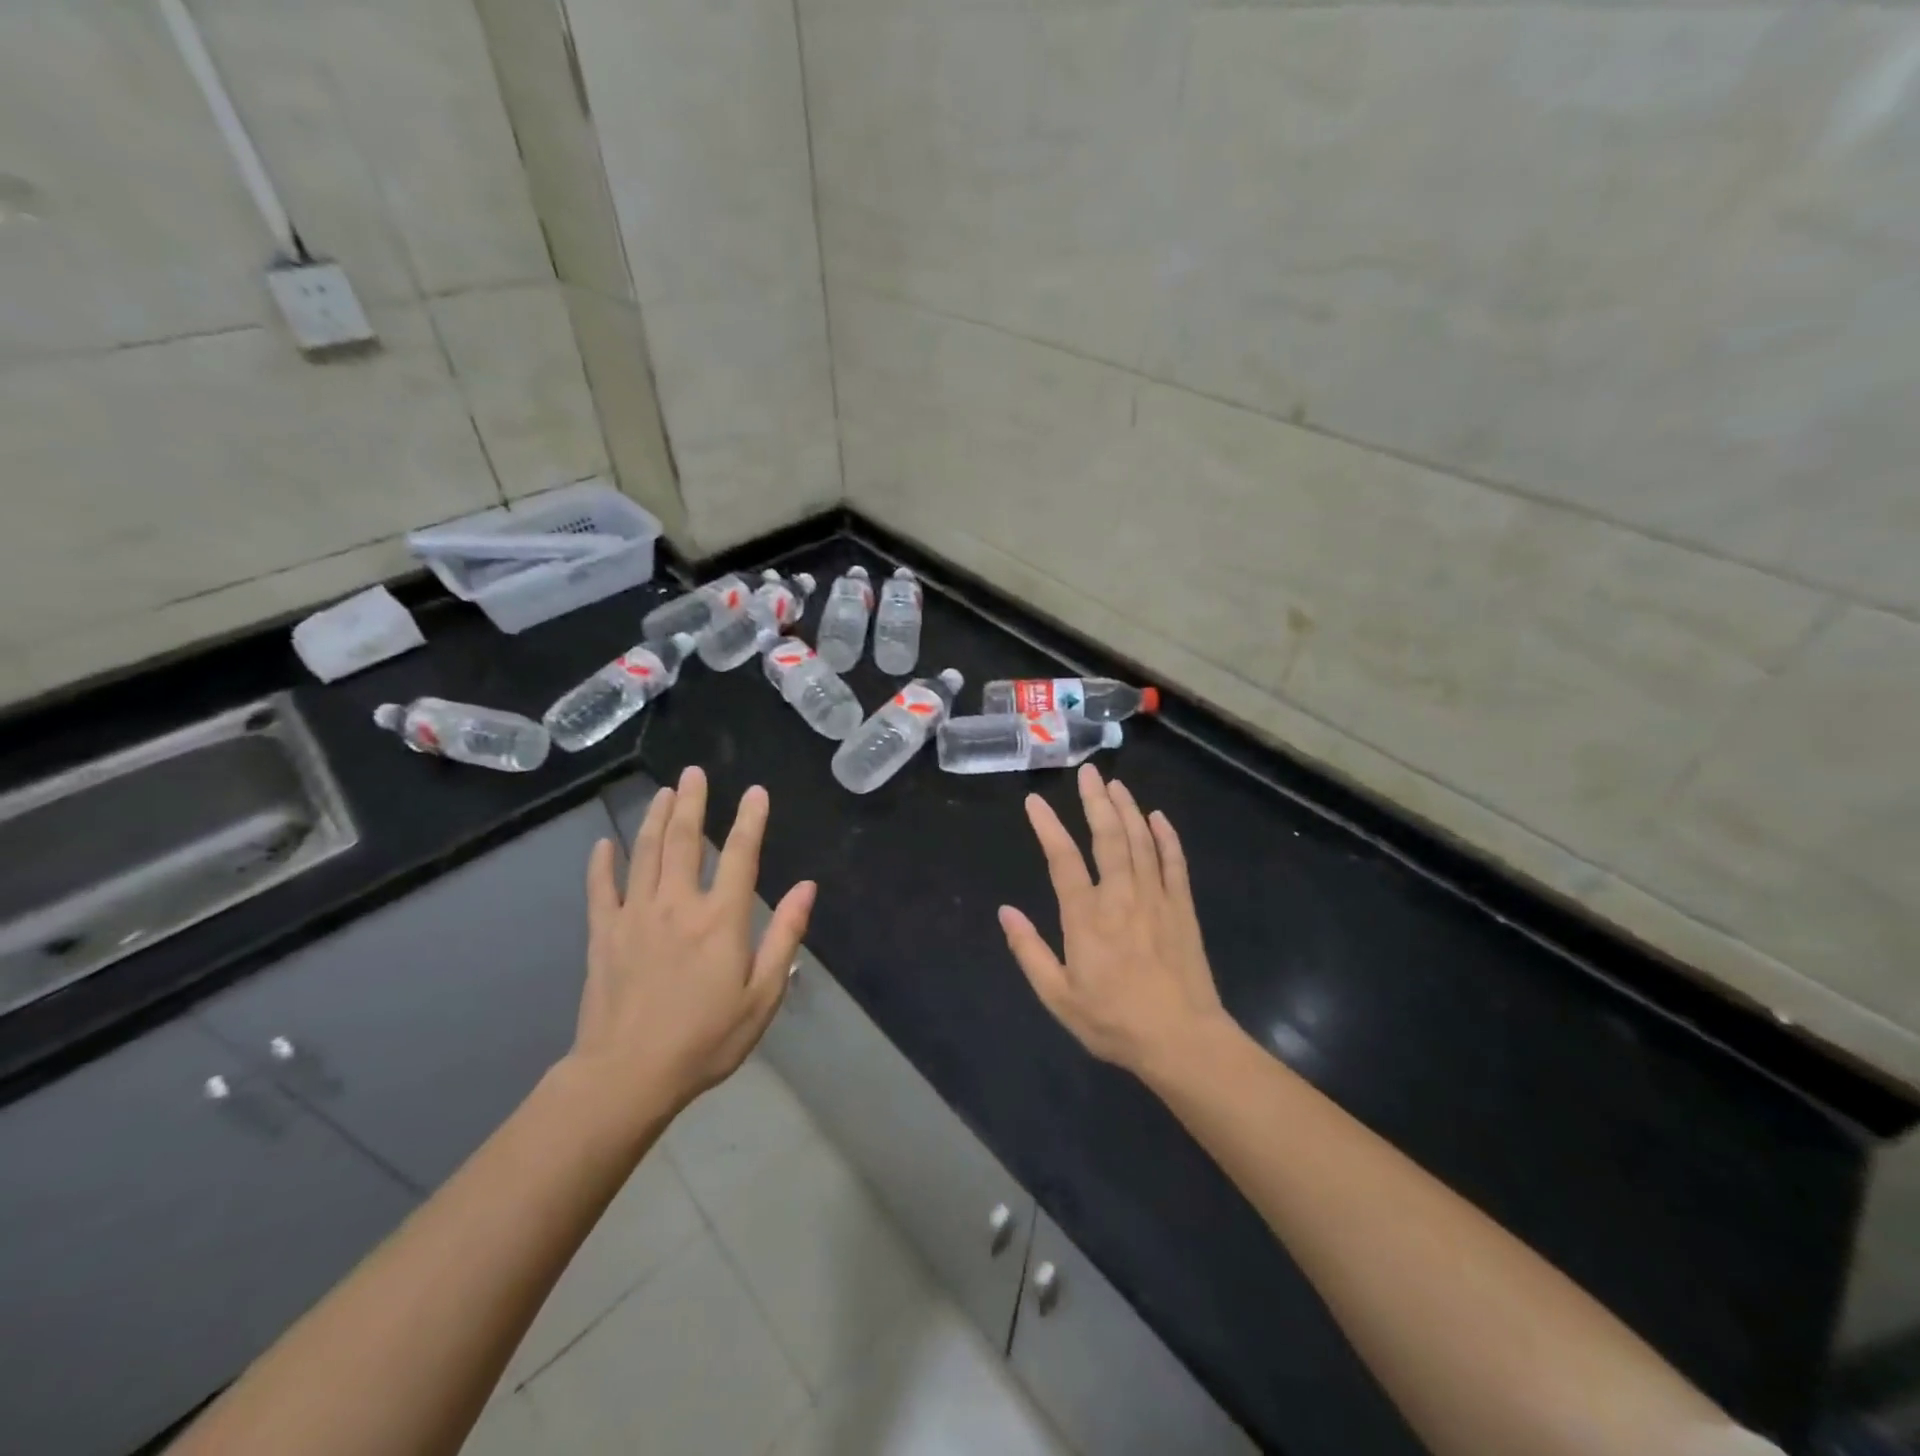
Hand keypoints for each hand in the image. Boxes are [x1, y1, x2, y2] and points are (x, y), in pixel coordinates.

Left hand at [571, 766, 815, 1122]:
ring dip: (656, 819)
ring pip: (646, 854)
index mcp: (720, 919)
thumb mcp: (762, 995)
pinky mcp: (604, 935)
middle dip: (692, 803)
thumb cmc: (705, 1039)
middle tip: (693, 772)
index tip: (756, 791)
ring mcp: (636, 916)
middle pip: (686, 840)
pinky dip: (603, 864)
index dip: (751, 820)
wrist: (627, 1076)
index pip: (741, 855)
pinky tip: (605, 844)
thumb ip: (784, 936)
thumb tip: (807, 887)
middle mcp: (678, 904)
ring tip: (663, 793)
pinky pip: (602, 889)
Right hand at [1000, 765, 1228, 1076]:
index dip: (1047, 827)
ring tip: (1116, 785)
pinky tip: (1159, 818)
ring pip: (1141, 841)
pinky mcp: (1182, 908)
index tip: (1034, 801)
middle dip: (1096, 802)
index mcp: (1086, 918)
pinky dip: (1166, 837)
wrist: (1182, 1041)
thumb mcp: (1059, 997)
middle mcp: (1121, 897)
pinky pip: (1174, 862)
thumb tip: (1005, 911)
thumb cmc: (1114, 1021)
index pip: (1062, 860)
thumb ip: (1029, 951)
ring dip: (1128, 809)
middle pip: (1107, 837)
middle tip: (1088, 773)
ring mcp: (1156, 898)